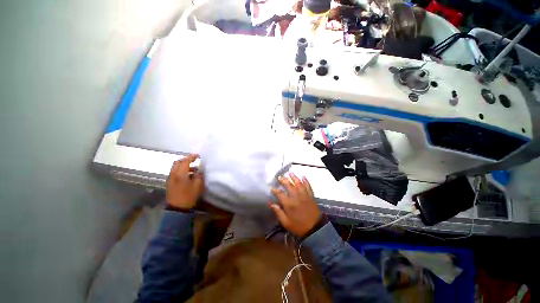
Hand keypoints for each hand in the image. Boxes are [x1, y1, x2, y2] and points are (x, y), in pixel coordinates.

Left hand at [166, 154, 203, 210]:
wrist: (177, 208)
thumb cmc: (189, 196)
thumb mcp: (198, 185)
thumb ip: (199, 175)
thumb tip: (199, 169)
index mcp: (180, 173)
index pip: (185, 161)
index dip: (192, 157)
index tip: (198, 155)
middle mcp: (173, 174)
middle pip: (178, 162)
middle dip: (186, 159)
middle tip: (194, 160)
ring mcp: (170, 179)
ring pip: (176, 167)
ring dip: (184, 166)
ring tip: (194, 169)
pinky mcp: (170, 183)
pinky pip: (175, 173)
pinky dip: (182, 171)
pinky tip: (189, 176)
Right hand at [269, 173, 320, 237]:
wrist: (315, 229)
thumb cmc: (299, 226)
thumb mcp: (286, 222)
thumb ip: (278, 212)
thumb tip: (270, 203)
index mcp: (289, 204)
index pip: (280, 194)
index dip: (275, 190)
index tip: (271, 187)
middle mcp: (296, 197)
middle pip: (289, 186)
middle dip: (284, 180)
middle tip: (280, 177)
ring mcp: (304, 195)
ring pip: (299, 184)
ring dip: (294, 177)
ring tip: (290, 173)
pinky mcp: (311, 196)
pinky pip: (308, 186)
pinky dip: (306, 181)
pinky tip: (303, 177)